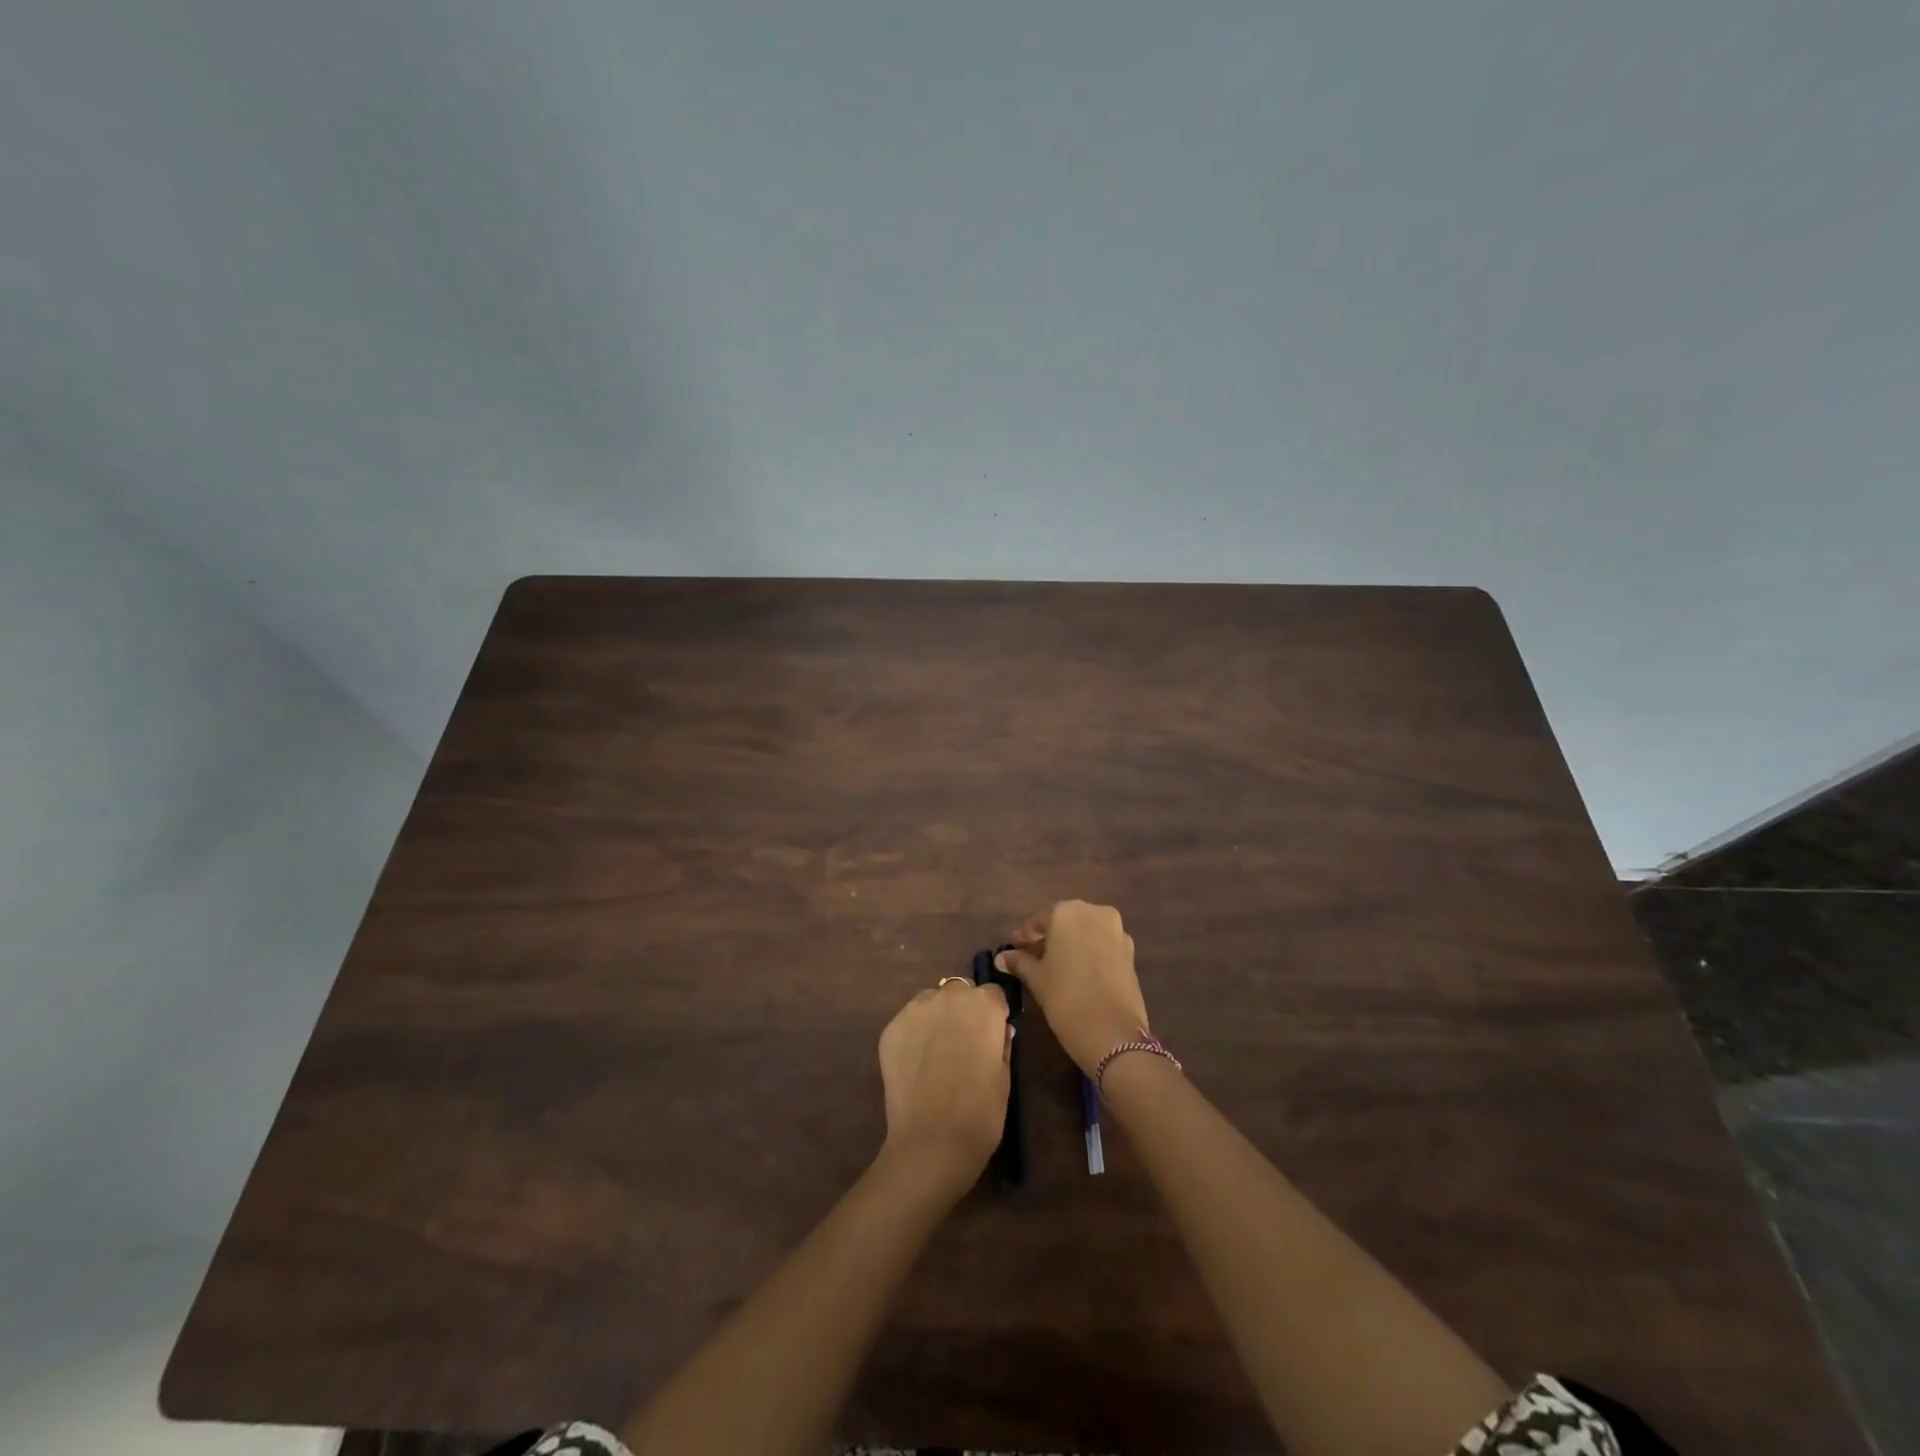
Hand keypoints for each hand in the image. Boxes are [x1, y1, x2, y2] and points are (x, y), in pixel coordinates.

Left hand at [877, 980, 1011, 1195]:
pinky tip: (917, 1063)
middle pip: (961, 991)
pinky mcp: (891, 1028)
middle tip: (964, 1044)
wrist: (931, 1143)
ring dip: (938, 1017)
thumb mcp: (1004, 1077)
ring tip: (937, 1053)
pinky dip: (914, 1034)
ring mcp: (916, 1010)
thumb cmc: (980, 1113)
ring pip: (932, 1001)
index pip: (993, 994)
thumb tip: (1000, 1029)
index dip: (994, 1014)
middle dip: (964, 1010)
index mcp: (984, 1005)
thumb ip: (1002, 1043)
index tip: (992, 1036)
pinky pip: (909, 1021)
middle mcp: (949, 996)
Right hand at [995, 901, 1150, 1076]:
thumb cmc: (1065, 998)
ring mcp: (1117, 931)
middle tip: (1033, 955)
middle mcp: (1094, 912)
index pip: (1039, 920)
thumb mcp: (1036, 979)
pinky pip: (1103, 944)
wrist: (1113, 1034)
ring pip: (1086, 931)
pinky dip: (1090, 952)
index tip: (1014, 948)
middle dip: (1050, 936)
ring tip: (1056, 965)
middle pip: (1066, 921)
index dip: (1025, 936)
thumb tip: (1002, 957)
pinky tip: (1079, 971)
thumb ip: (1019, 962)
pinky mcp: (1130, 951)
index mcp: (1067, 912)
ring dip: (1071, 943)